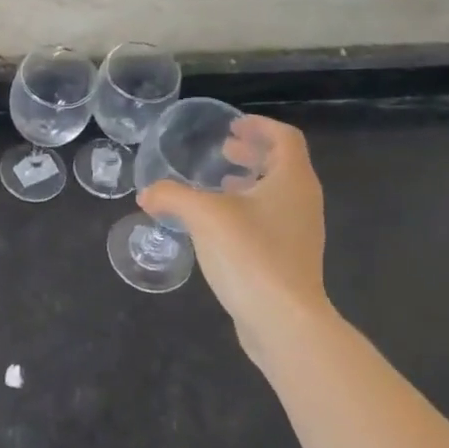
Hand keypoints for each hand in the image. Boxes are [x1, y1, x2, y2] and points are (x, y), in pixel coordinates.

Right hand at [139, 116, 335, 365]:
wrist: (284, 321)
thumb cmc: (250, 254)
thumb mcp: (203, 215)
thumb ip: (171, 196)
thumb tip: (146, 194)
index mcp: (292, 181)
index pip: (284, 138)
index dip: (260, 126)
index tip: (232, 126)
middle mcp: (302, 201)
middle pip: (282, 164)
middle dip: (253, 153)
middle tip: (223, 150)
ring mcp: (300, 233)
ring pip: (276, 194)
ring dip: (250, 182)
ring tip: (219, 183)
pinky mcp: (290, 259)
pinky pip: (271, 220)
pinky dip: (248, 209)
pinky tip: (219, 225)